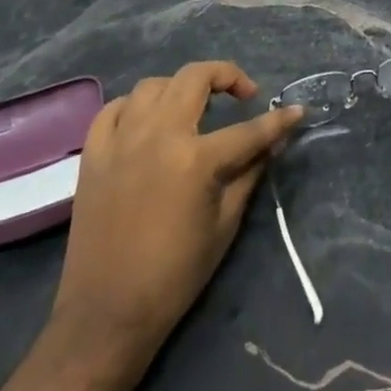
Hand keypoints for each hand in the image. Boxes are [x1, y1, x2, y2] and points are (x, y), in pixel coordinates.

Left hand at [53, 61, 303, 356]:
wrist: (107, 313)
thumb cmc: (175, 274)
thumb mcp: (225, 224)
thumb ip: (250, 173)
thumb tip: (273, 142)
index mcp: (195, 159)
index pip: (248, 129)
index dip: (279, 121)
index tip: (297, 111)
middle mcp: (158, 135)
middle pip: (196, 77)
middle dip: (228, 76)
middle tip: (243, 94)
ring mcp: (121, 140)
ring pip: (154, 85)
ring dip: (181, 88)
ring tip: (194, 108)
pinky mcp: (94, 153)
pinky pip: (114, 109)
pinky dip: (135, 106)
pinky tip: (147, 120)